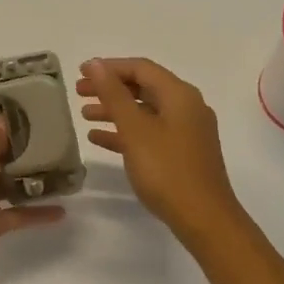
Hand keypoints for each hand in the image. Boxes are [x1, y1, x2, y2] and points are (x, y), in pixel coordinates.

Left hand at [0, 100, 63, 283]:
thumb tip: (3, 119)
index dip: (3, 104)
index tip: (34, 98)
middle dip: (25, 138)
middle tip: (59, 131)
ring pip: (9, 178)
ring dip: (34, 173)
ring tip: (65, 165)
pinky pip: (17, 212)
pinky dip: (37, 211)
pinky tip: (62, 210)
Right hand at [77, 58, 245, 244]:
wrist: (204, 219)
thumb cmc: (167, 170)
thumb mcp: (135, 129)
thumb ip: (114, 94)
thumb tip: (95, 64)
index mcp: (180, 95)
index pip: (141, 68)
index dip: (109, 67)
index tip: (81, 72)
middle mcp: (186, 107)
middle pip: (143, 88)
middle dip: (110, 88)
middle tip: (79, 92)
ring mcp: (186, 132)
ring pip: (145, 111)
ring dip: (115, 110)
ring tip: (84, 115)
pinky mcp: (182, 153)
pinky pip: (150, 133)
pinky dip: (126, 132)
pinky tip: (99, 139)